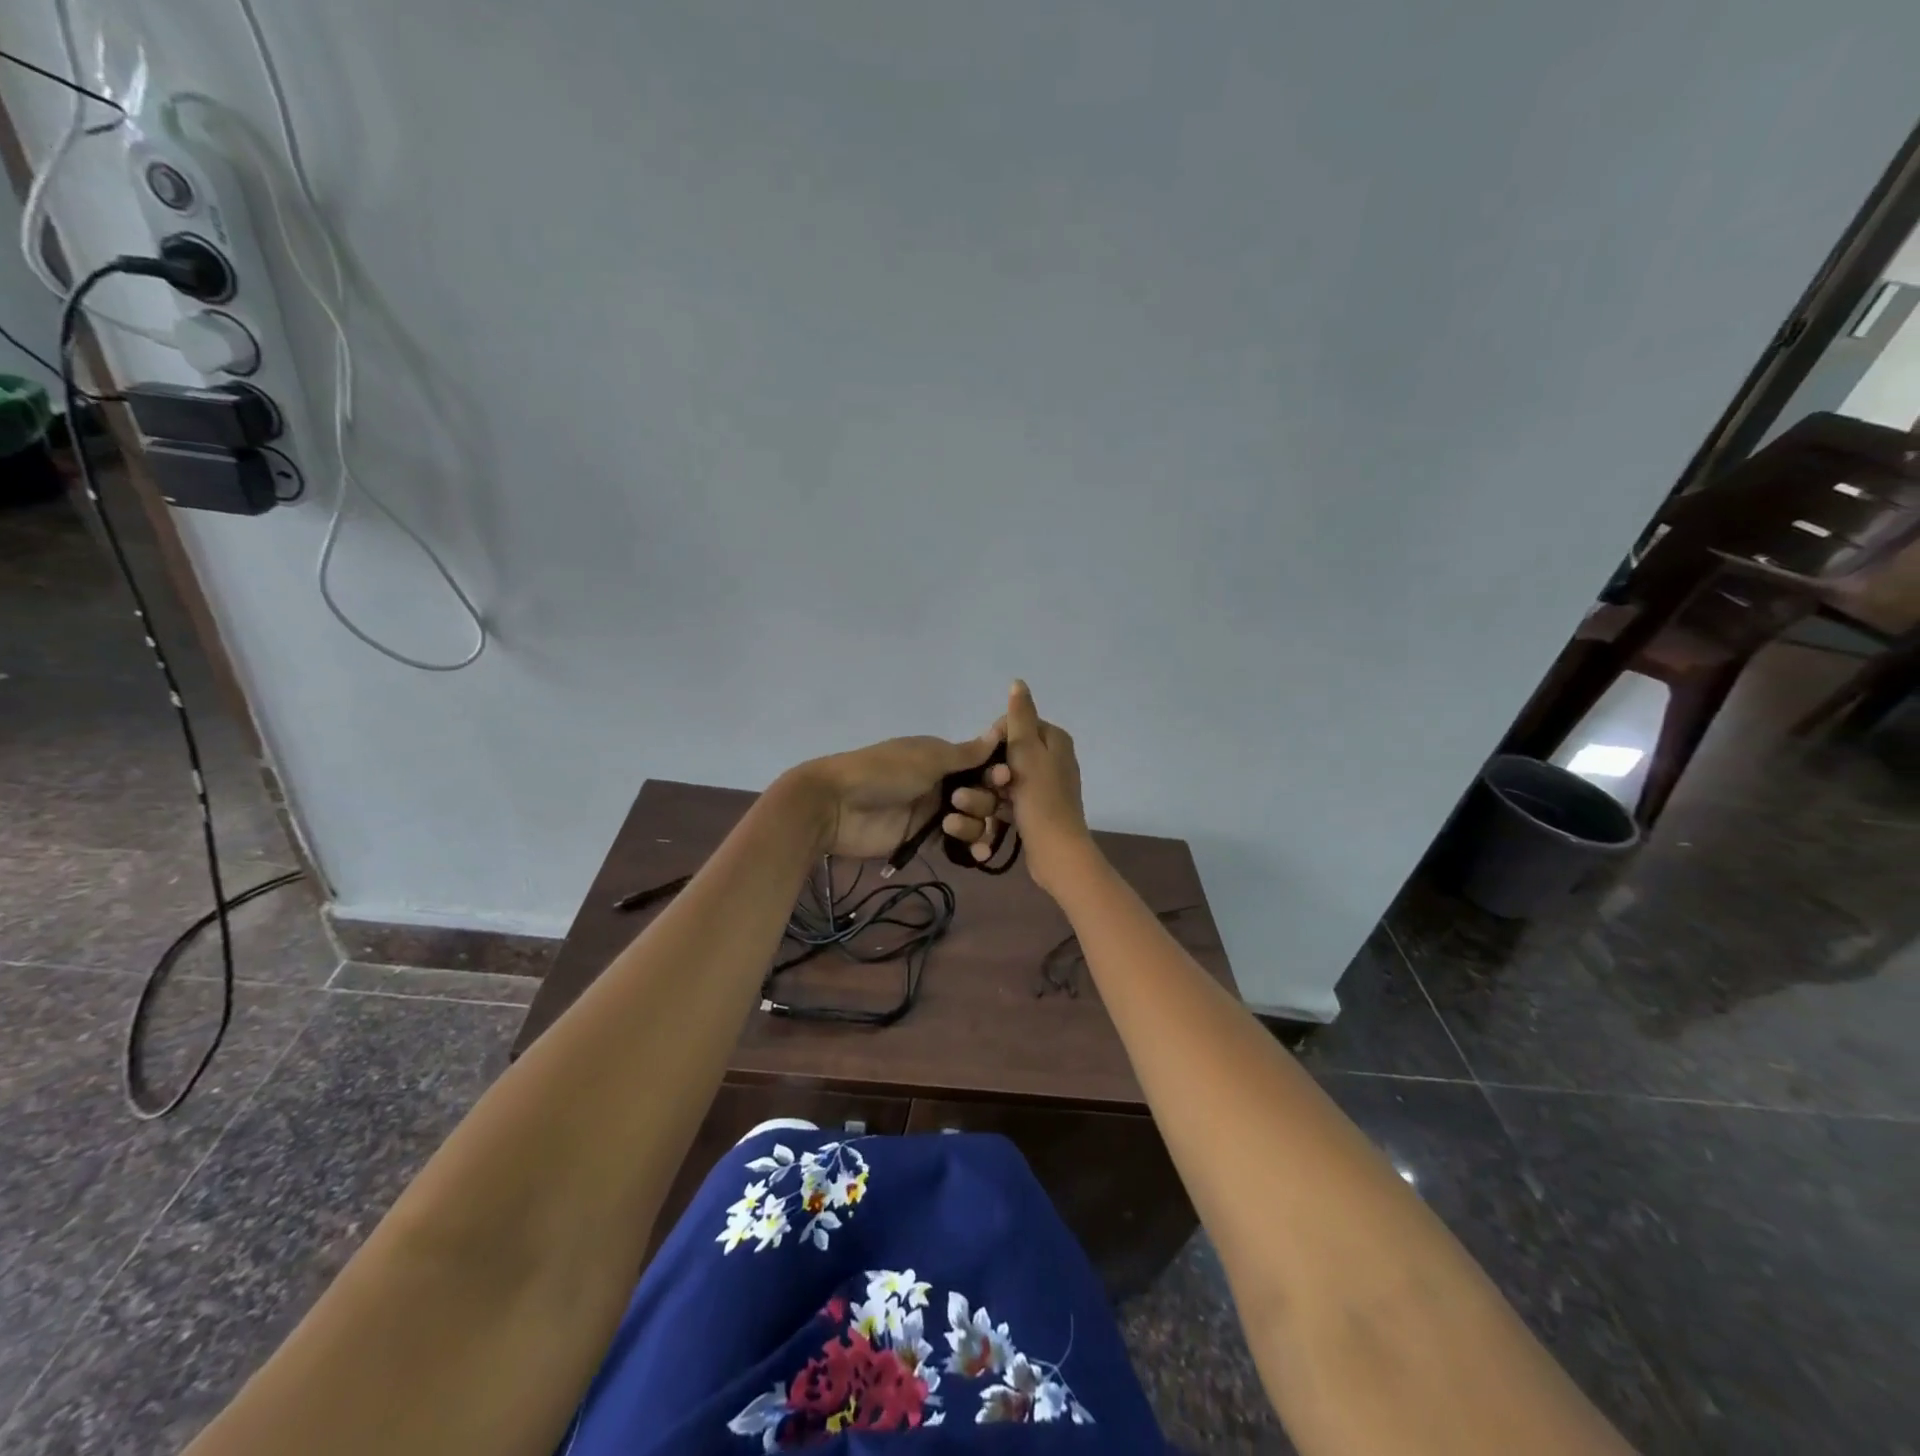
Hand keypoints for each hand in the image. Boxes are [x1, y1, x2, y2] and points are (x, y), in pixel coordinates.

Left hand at [794, 728, 1006, 862]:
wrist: (837, 806)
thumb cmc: (883, 772)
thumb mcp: (926, 758)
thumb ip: (966, 753)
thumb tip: (999, 731)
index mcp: (943, 756)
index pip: (983, 763)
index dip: (997, 772)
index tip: (1004, 779)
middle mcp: (943, 781)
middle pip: (984, 794)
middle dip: (983, 800)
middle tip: (960, 802)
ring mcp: (935, 811)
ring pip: (975, 820)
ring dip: (974, 824)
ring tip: (950, 826)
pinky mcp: (925, 838)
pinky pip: (958, 842)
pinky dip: (971, 846)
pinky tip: (977, 854)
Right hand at [941, 680, 1090, 892]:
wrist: (1055, 852)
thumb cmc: (1040, 799)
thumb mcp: (1027, 752)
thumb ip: (1020, 716)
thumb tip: (1018, 682)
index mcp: (1055, 740)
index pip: (1014, 725)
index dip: (994, 740)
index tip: (983, 759)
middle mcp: (1053, 759)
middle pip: (1007, 754)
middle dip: (988, 771)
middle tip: (984, 786)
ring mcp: (1044, 787)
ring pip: (1005, 780)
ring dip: (987, 793)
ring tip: (971, 806)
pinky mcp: (1035, 810)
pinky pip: (1009, 801)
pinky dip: (996, 808)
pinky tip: (981, 820)